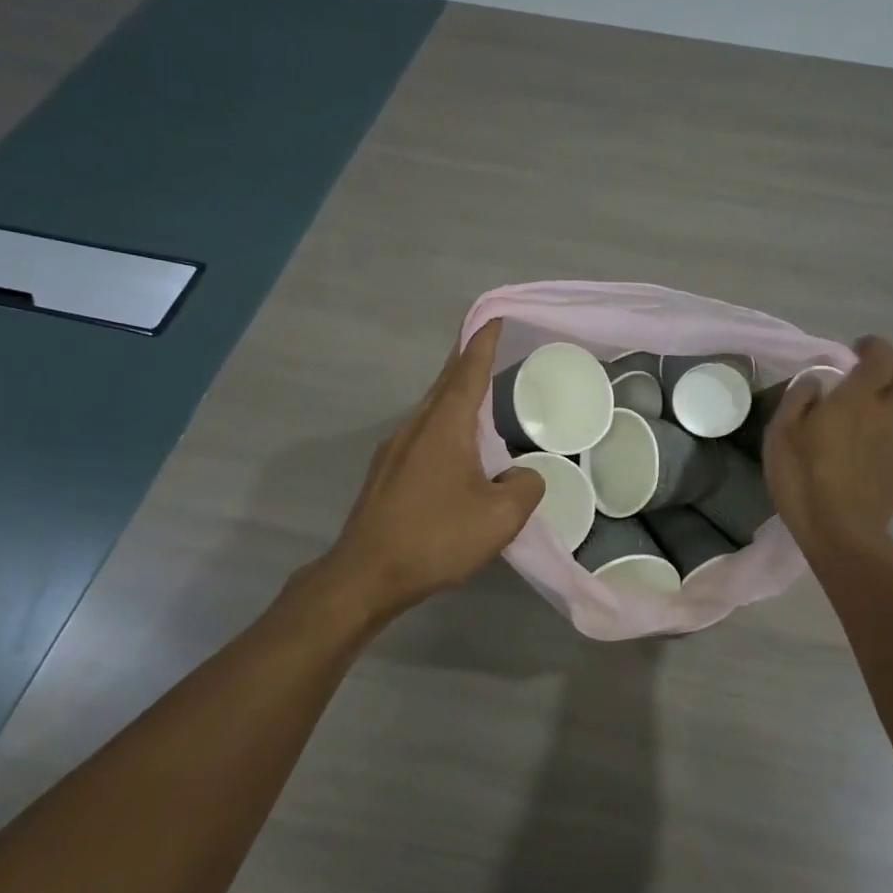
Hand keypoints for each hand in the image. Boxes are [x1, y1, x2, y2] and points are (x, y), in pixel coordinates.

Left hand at [324, 319, 544, 612]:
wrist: (366, 575)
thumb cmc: (436, 538)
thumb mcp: (501, 517)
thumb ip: (526, 487)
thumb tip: (523, 475)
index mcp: (444, 426)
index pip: (468, 371)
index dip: (484, 342)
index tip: (496, 318)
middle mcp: (415, 427)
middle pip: (445, 383)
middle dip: (468, 361)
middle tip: (493, 347)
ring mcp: (394, 449)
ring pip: (432, 410)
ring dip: (456, 395)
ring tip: (481, 395)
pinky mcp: (385, 473)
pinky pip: (423, 434)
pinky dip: (445, 425)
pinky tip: (457, 447)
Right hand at [764, 335, 892, 558]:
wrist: (838, 532)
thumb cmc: (803, 478)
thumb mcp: (782, 432)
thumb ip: (799, 398)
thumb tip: (816, 381)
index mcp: (858, 399)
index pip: (881, 358)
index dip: (873, 345)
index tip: (857, 348)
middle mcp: (889, 414)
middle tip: (879, 364)